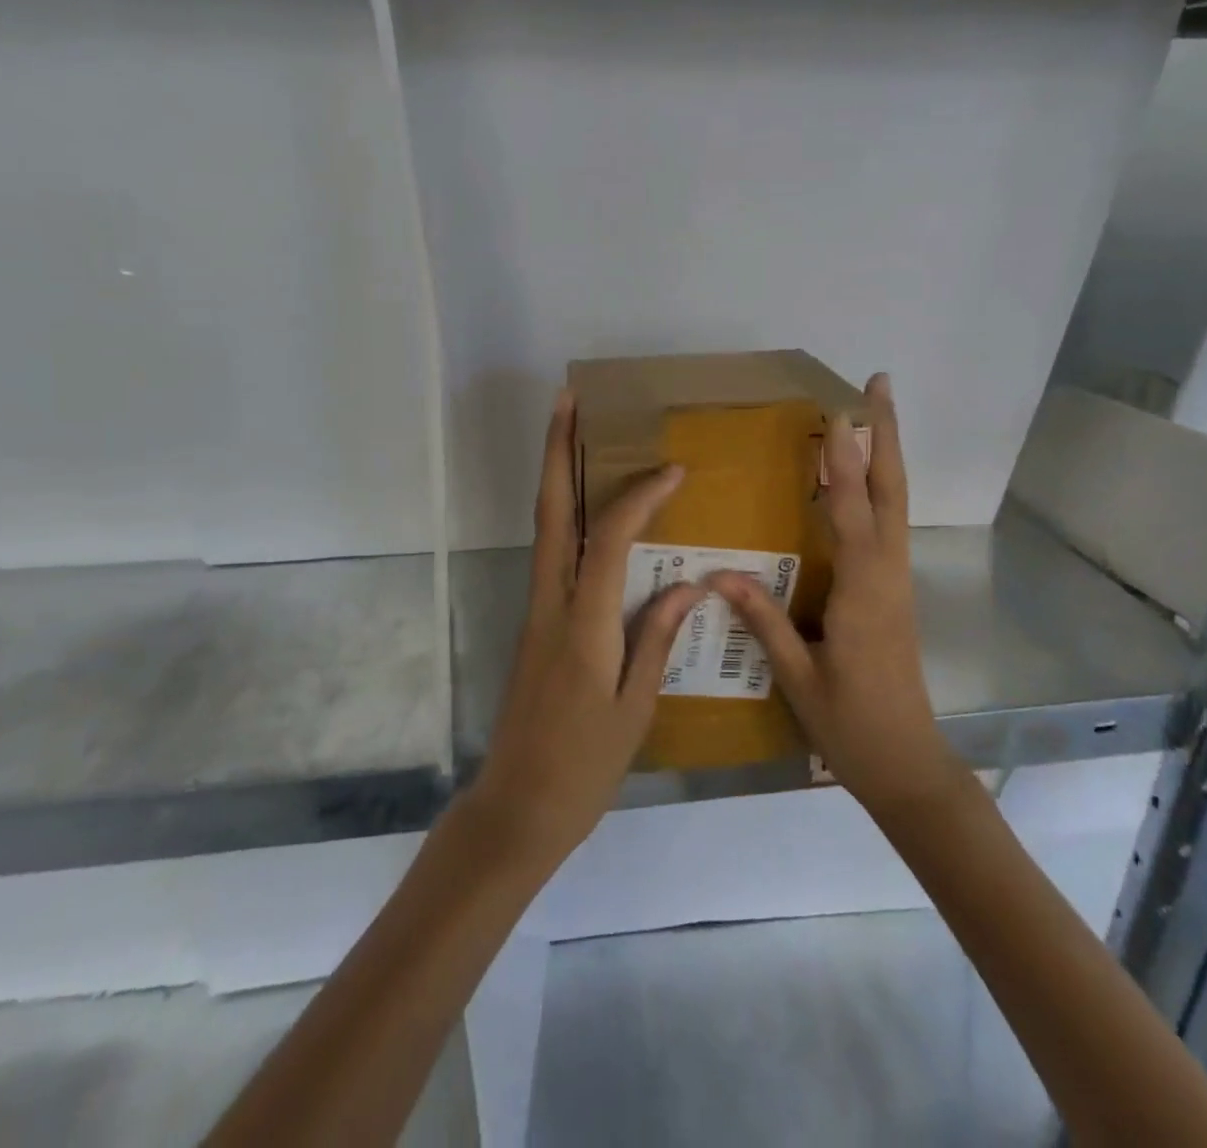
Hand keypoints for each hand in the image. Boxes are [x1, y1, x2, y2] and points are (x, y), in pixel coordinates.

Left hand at [471, 389, 701, 864]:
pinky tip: (589, 511)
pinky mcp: (534, 622)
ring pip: (544, 527)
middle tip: (568, 401)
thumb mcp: (634, 708)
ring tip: (575, 435)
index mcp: (583, 624)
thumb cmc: (584, 766)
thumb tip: (689, 585)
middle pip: (550, 512)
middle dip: (557, 452)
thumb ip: (656, 638)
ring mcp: (536, 609)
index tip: (672, 470)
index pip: (609, 539)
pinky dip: (566, 516)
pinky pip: (551, 553)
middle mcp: (551, 603)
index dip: (639, 498)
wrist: (517, 806)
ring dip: (556, 476)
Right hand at [713, 374, 955, 818]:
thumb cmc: (851, 725)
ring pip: (896, 505)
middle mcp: (887, 575)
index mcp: (862, 593)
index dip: (844, 462)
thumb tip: (717, 574)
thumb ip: (762, 621)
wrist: (909, 764)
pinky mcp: (895, 591)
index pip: (851, 514)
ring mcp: (897, 582)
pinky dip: (880, 489)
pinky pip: (890, 526)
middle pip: (891, 493)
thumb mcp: (798, 678)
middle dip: (885, 436)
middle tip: (879, 386)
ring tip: (872, 414)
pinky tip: (863, 480)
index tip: (839, 413)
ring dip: (886, 455)